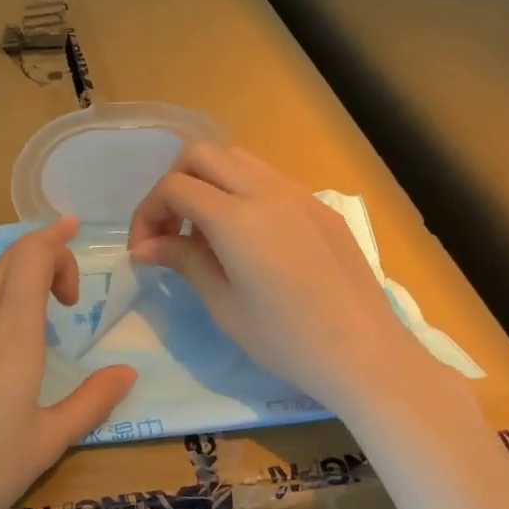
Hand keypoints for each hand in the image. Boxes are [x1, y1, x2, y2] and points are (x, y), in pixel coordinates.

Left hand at [0, 217, 137, 508]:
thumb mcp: (46, 443)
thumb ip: (91, 402)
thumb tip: (127, 371)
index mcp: (15, 336)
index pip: (34, 259)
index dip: (56, 251)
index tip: (71, 291)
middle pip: (7, 264)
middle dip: (38, 261)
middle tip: (59, 293)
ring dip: (2, 278)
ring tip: (19, 299)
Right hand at [128, 144, 467, 434]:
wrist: (364, 354)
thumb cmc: (286, 340)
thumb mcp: (224, 305)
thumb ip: (183, 261)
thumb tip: (144, 247)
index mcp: (237, 219)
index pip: (175, 187)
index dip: (148, 213)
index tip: (144, 250)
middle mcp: (267, 192)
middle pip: (202, 155)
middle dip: (174, 184)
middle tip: (170, 229)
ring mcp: (299, 194)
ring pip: (238, 159)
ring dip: (209, 182)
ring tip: (206, 232)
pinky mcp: (320, 207)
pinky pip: (269, 179)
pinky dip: (241, 192)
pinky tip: (247, 238)